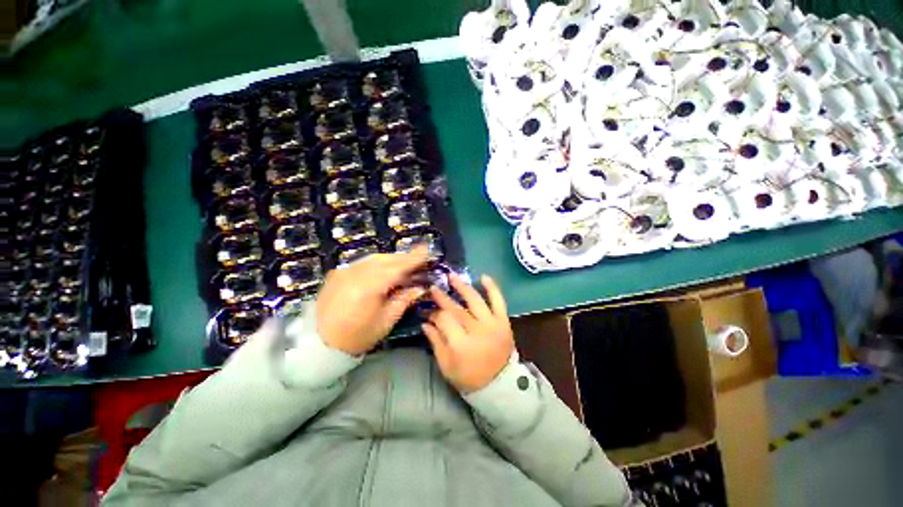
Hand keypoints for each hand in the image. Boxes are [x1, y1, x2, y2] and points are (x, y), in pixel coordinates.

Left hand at [317, 247, 428, 355]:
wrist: (319, 344)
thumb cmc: (357, 337)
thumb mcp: (386, 321)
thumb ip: (404, 300)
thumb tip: (420, 287)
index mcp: (370, 286)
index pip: (398, 267)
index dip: (414, 258)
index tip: (426, 249)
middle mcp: (357, 273)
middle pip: (386, 259)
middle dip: (404, 258)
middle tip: (418, 260)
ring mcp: (345, 271)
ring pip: (374, 258)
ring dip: (391, 259)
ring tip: (404, 265)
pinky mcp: (337, 274)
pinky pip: (363, 263)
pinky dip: (377, 263)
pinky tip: (383, 270)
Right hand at [422, 273, 514, 392]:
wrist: (499, 384)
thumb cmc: (469, 377)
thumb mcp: (446, 365)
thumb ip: (435, 342)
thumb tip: (425, 322)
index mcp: (461, 345)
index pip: (444, 320)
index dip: (434, 313)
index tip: (428, 311)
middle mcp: (477, 330)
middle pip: (457, 309)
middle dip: (443, 298)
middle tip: (433, 288)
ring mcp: (492, 324)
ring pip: (475, 300)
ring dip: (462, 287)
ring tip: (452, 276)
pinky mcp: (504, 321)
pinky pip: (499, 301)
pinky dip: (492, 288)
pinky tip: (484, 276)